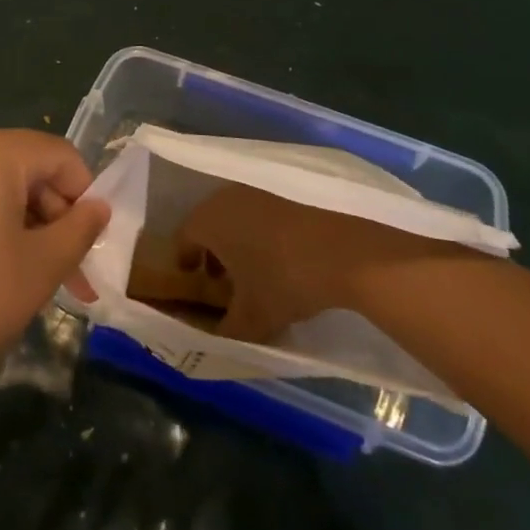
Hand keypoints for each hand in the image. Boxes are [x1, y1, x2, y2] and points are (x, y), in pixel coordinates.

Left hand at [0, 130, 109, 421]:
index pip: (57, 154)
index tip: (91, 243)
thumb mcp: (42, 266)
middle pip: (24, 168)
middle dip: (54, 216)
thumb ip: (80, 228)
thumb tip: (98, 207)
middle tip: (71, 274)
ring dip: (26, 227)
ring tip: (40, 281)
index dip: (84, 194)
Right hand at [175, 184, 466, 342]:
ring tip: (255, 271)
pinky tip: (282, 256)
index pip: (183, 238)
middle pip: (209, 224)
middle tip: (223, 281)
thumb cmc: (285, 279)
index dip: (185, 262)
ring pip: (237, 216)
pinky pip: (262, 212)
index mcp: (208, 220)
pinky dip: (263, 232)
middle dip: (213, 252)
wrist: (346, 250)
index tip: (193, 281)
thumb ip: (225, 332)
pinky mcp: (288, 191)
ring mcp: (259, 190)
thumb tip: (212, 339)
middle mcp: (227, 197)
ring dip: (239, 241)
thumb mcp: (252, 319)